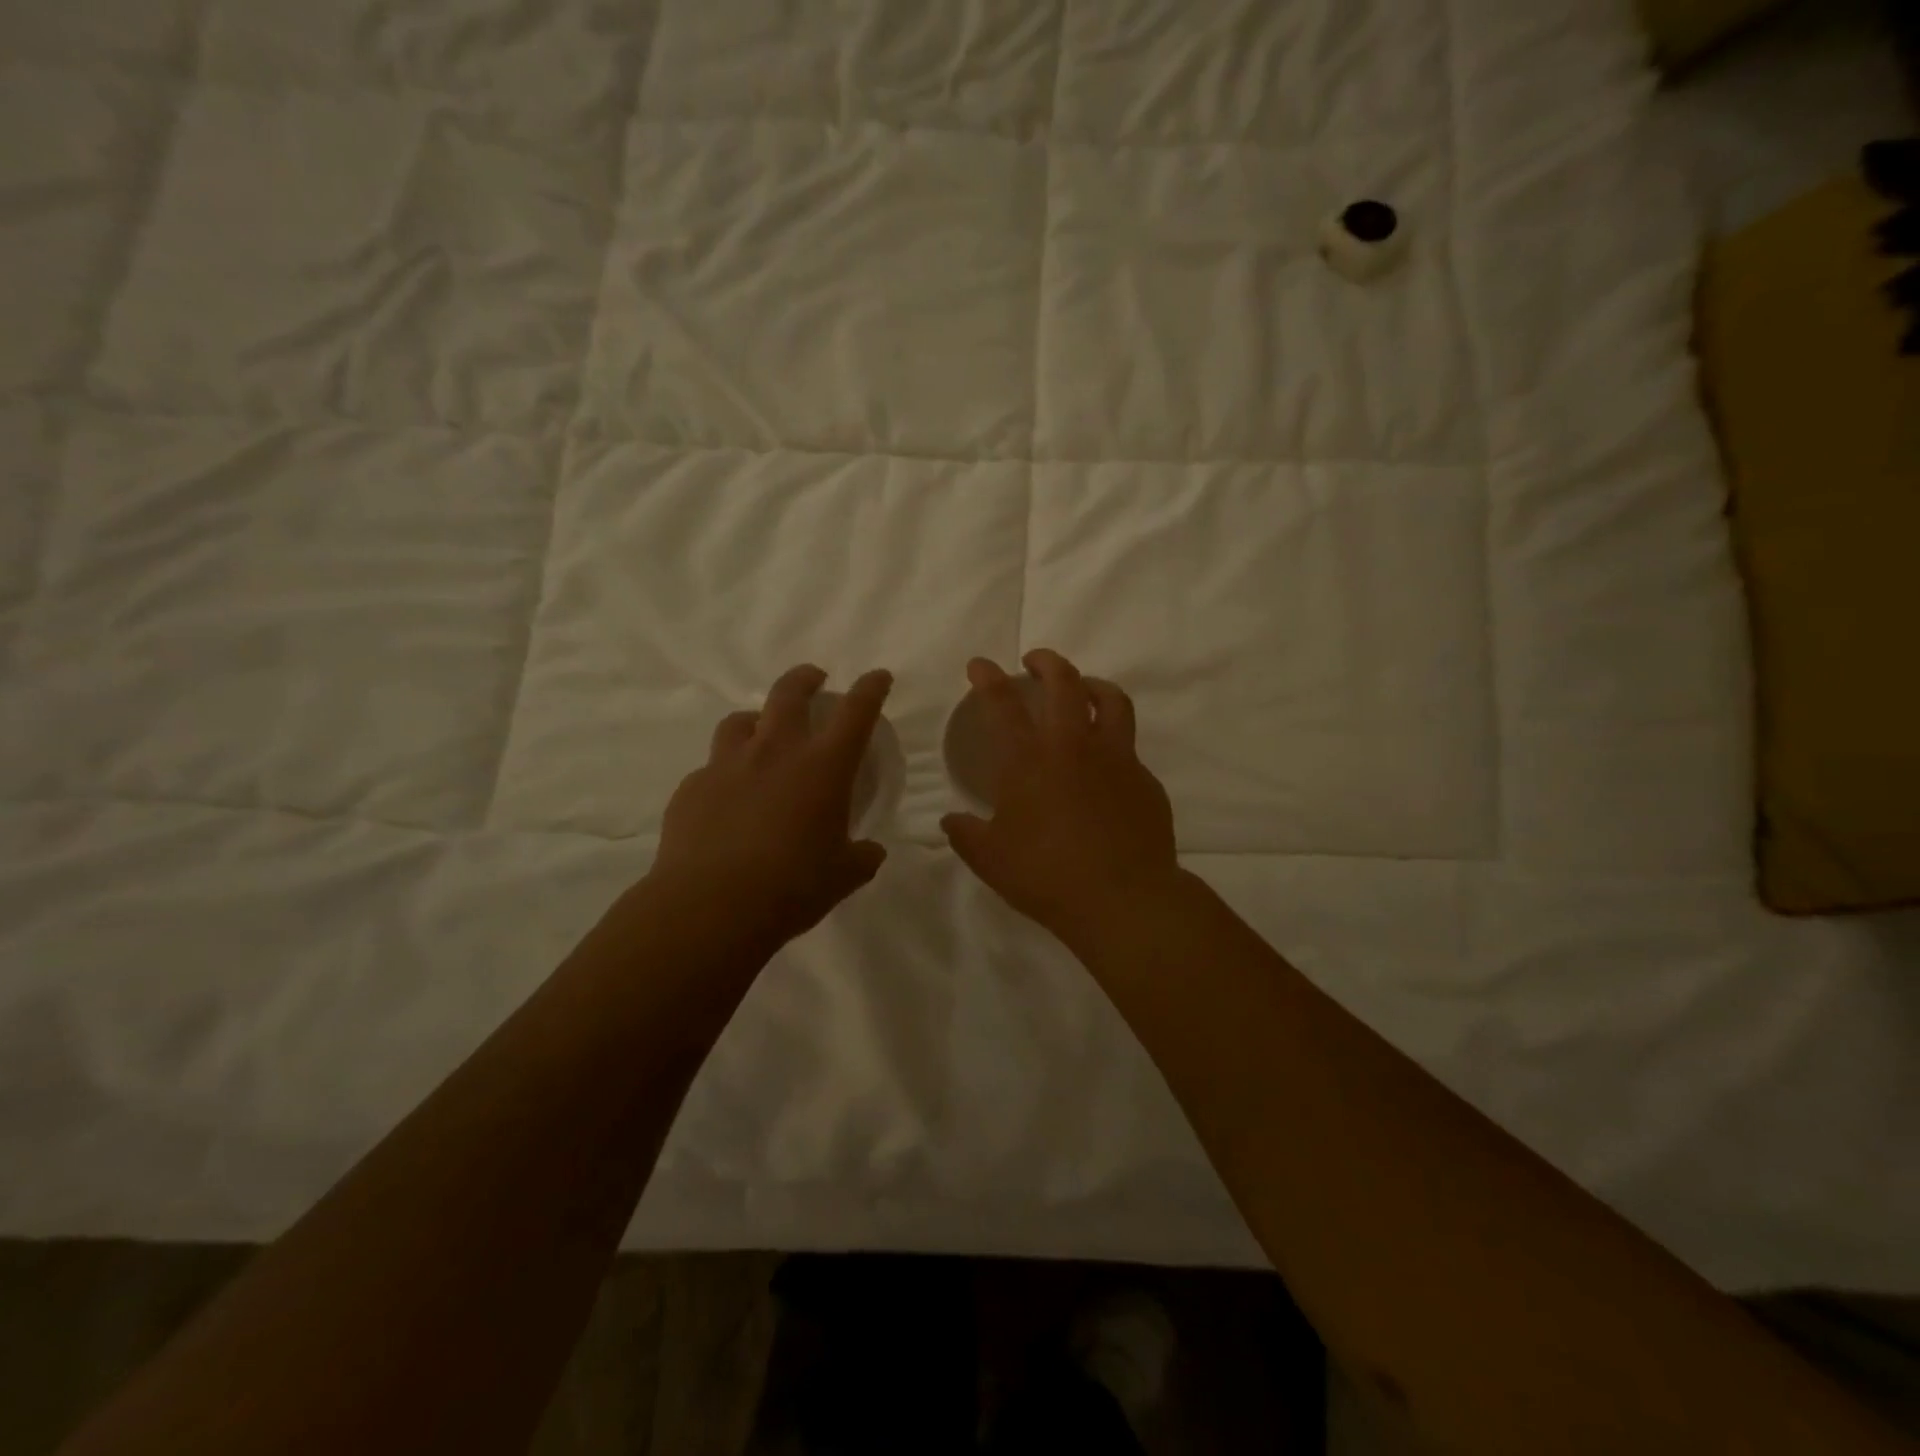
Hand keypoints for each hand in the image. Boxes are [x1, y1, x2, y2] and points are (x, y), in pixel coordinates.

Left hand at [650, 665, 892, 948]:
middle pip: (789, 692)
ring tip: (761, 736)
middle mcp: (775, 751)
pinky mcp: (692, 787)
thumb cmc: (792, 887)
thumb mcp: (843, 876)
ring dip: (756, 721)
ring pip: (740, 721)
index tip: (878, 677)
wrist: (710, 906)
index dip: (871, 688)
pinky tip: (727, 799)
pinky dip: (726, 773)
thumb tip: (870, 852)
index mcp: (823, 766)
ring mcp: (727, 765)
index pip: (856, 711)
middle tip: (814, 680)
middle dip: (805, 679)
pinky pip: (712, 768)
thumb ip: (862, 857)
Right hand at [942, 650, 1178, 949]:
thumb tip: (950, 821)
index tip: (980, 664)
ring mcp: (1116, 758)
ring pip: (1111, 700)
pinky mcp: (1145, 779)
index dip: (988, 678)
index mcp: (1029, 761)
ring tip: (1083, 689)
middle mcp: (1073, 746)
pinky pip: (1129, 747)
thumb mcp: (991, 859)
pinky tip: (1106, 764)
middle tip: (1035, 662)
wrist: (1123, 899)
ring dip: (1092, 684)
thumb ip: (966, 835)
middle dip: (1046, 662)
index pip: (1002, 704)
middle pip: (1064, 682)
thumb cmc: (1046, 876)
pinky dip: (1114, 741)